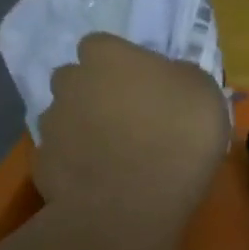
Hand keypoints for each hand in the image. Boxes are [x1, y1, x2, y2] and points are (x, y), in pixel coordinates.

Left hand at [33, 33, 230, 221]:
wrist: (132, 204)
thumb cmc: (178, 135)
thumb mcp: (206, 93)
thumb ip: (181, 76)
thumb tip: (170, 78)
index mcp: (108, 56)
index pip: (103, 45)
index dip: (122, 63)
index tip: (146, 83)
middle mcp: (71, 82)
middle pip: (78, 79)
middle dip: (97, 92)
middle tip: (132, 117)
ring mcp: (52, 125)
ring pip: (68, 118)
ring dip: (87, 129)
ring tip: (119, 155)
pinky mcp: (43, 165)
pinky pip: (64, 156)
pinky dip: (80, 165)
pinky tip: (106, 181)